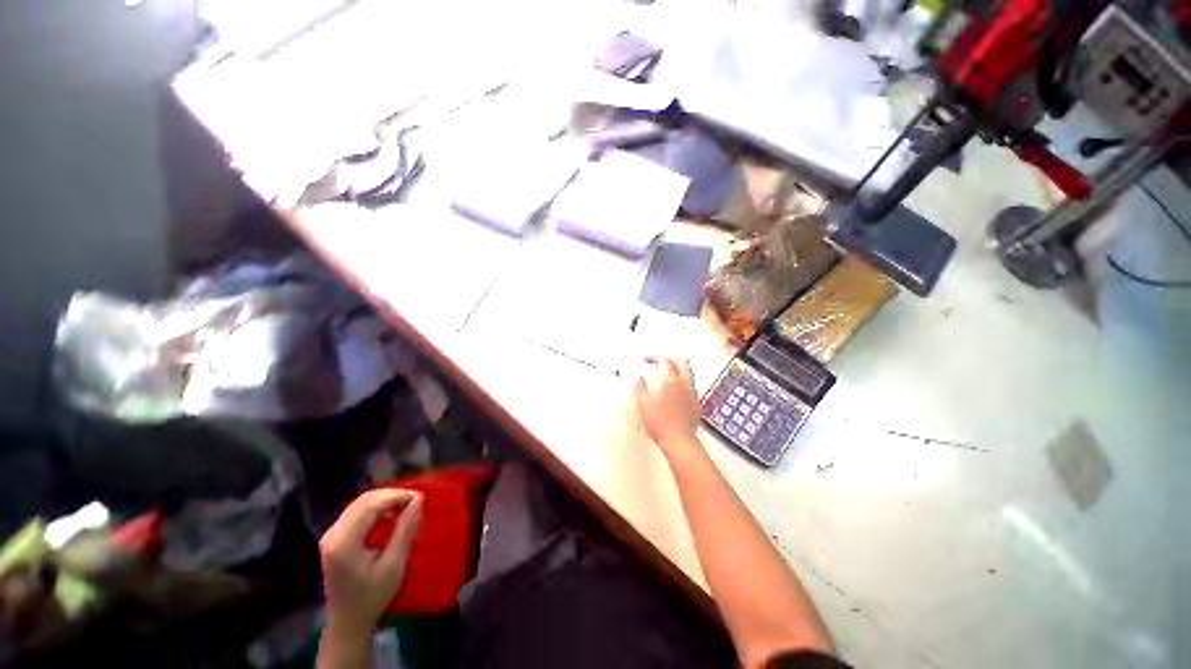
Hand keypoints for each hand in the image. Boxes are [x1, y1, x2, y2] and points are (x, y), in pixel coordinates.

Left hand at [319, 489, 422, 637]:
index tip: (420, 498)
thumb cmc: (372, 597)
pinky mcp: (334, 538)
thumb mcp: (394, 565)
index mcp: (344, 542)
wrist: (348, 622)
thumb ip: (405, 529)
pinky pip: (357, 512)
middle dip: (392, 495)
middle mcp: (333, 534)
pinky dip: (376, 508)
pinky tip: (390, 516)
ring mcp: (331, 535)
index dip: (397, 496)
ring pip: (360, 503)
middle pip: (364, 500)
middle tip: (416, 501)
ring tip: (406, 507)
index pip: (371, 505)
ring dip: (385, 500)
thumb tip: (418, 500)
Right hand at [633, 357, 702, 454]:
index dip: (653, 357)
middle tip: (659, 361)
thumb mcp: (642, 404)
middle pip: (681, 360)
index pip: (663, 359)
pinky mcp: (696, 401)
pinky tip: (674, 390)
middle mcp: (683, 382)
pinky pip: (690, 384)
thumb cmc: (661, 425)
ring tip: (666, 374)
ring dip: (676, 368)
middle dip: (669, 357)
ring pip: (687, 371)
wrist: (679, 441)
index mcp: (669, 380)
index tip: (646, 359)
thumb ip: (639, 387)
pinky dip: (681, 381)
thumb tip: (637, 378)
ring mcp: (692, 391)